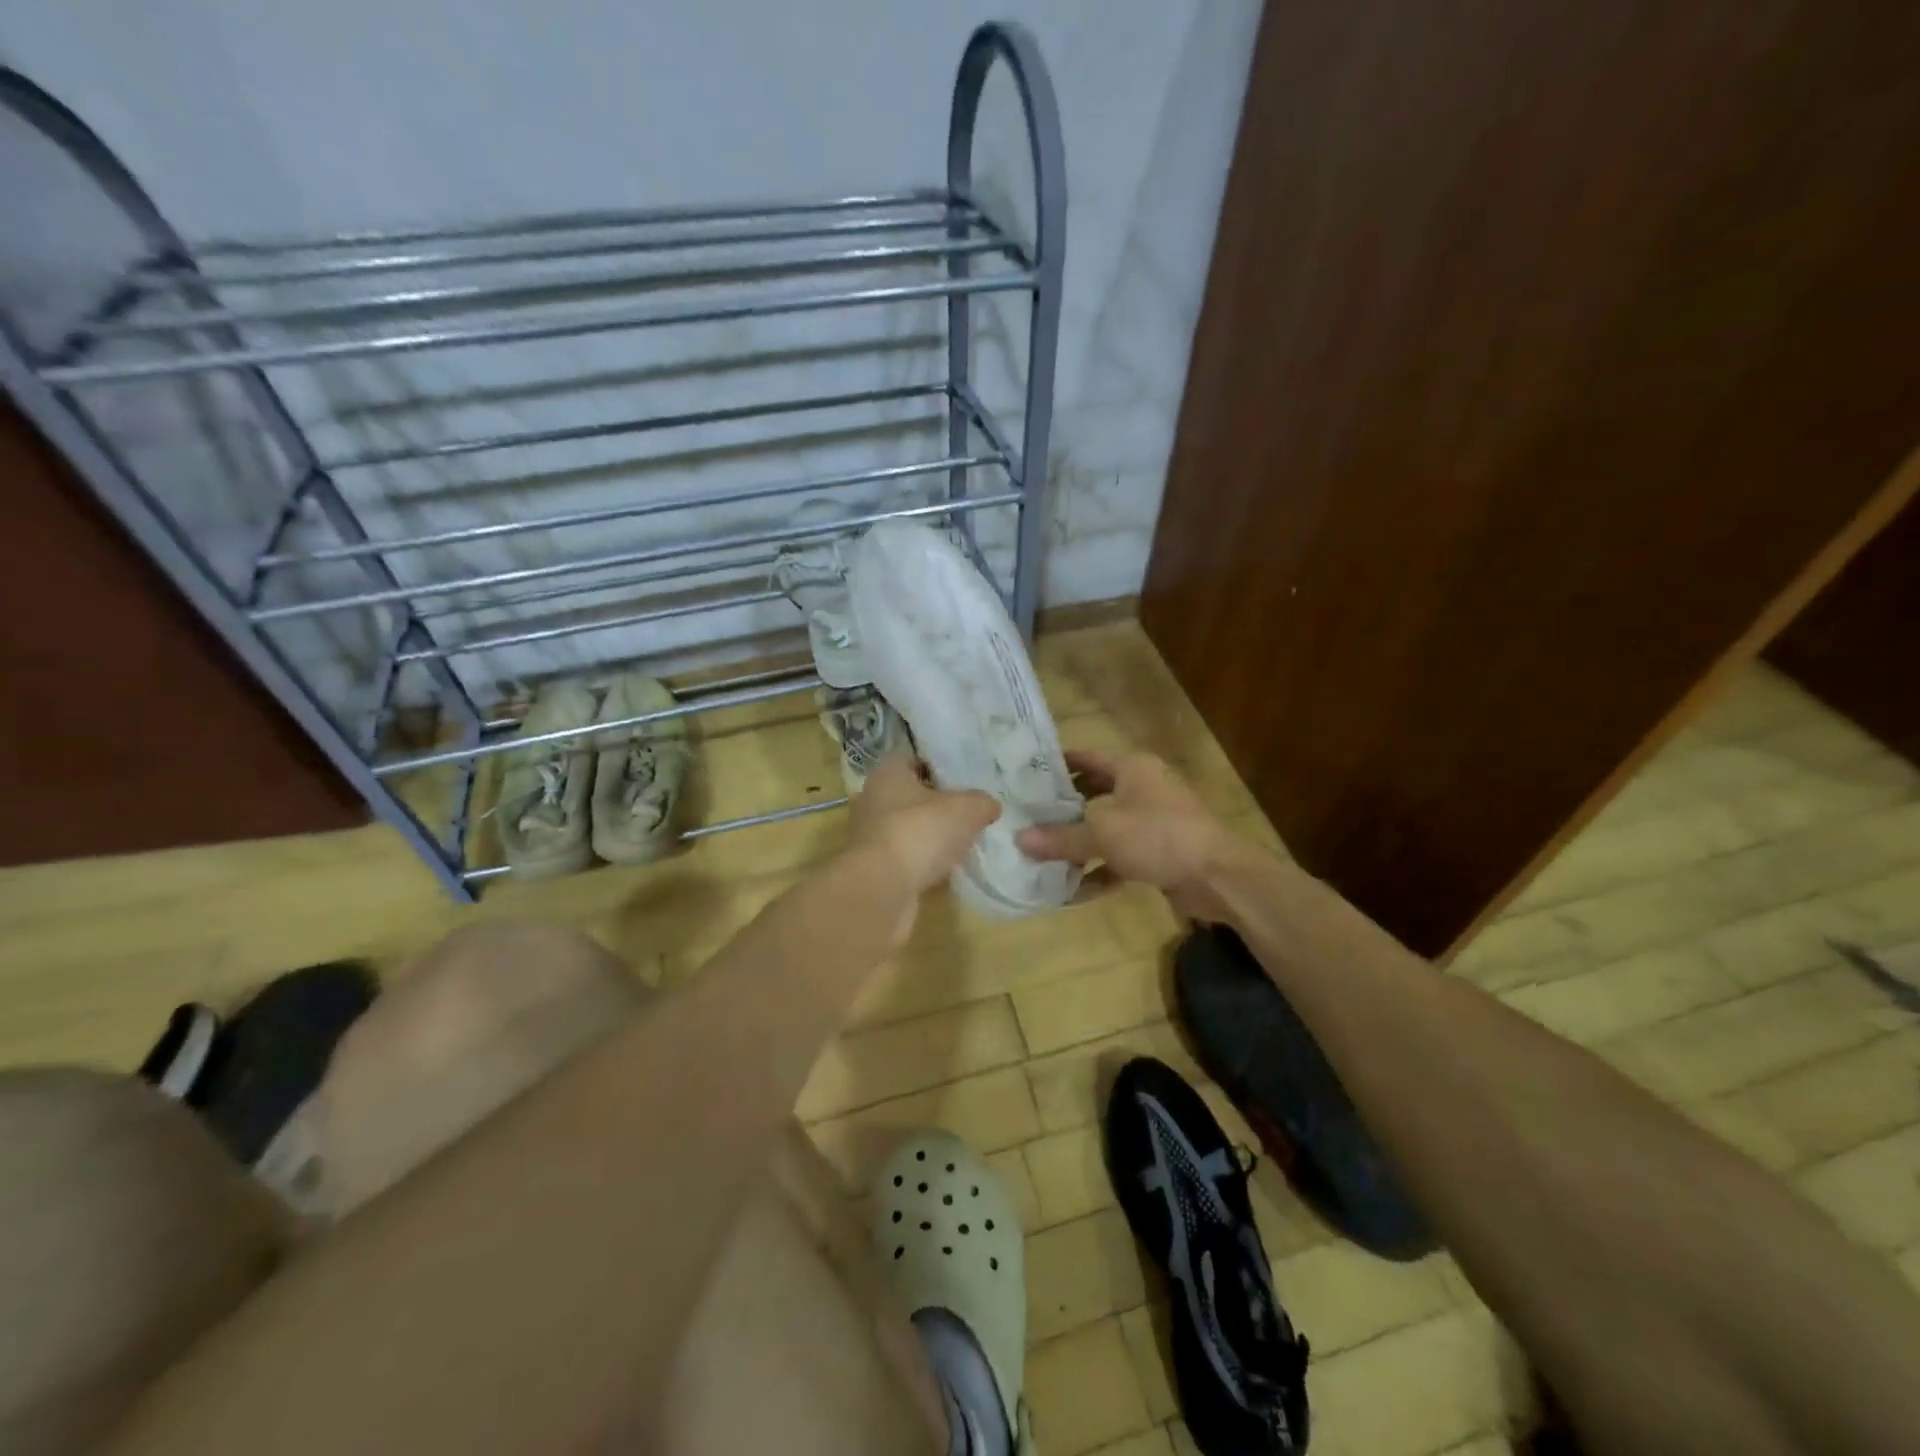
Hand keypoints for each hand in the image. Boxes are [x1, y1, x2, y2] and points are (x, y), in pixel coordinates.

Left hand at [846, 754, 1001, 899]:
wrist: (881, 889)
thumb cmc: (919, 832)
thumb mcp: (965, 809)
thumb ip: (981, 802)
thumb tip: (990, 805)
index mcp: (888, 773)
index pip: (916, 760)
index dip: (941, 767)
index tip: (967, 780)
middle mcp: (873, 799)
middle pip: (912, 795)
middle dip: (939, 804)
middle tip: (970, 812)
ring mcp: (870, 835)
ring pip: (909, 827)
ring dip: (931, 835)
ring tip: (963, 842)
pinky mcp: (873, 867)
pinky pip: (905, 856)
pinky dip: (923, 861)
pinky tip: (946, 868)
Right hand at [1016, 749, 1240, 917]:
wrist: (1219, 876)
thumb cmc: (1159, 837)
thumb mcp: (1104, 834)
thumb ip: (1061, 838)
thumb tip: (1019, 840)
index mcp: (1132, 768)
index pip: (1086, 757)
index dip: (1056, 765)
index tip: (1025, 775)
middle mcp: (1142, 788)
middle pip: (1094, 792)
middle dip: (1063, 807)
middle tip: (1029, 817)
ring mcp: (1152, 821)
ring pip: (1106, 827)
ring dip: (1078, 842)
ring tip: (1042, 854)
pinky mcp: (1159, 852)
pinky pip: (1120, 855)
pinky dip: (1099, 869)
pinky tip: (1073, 889)